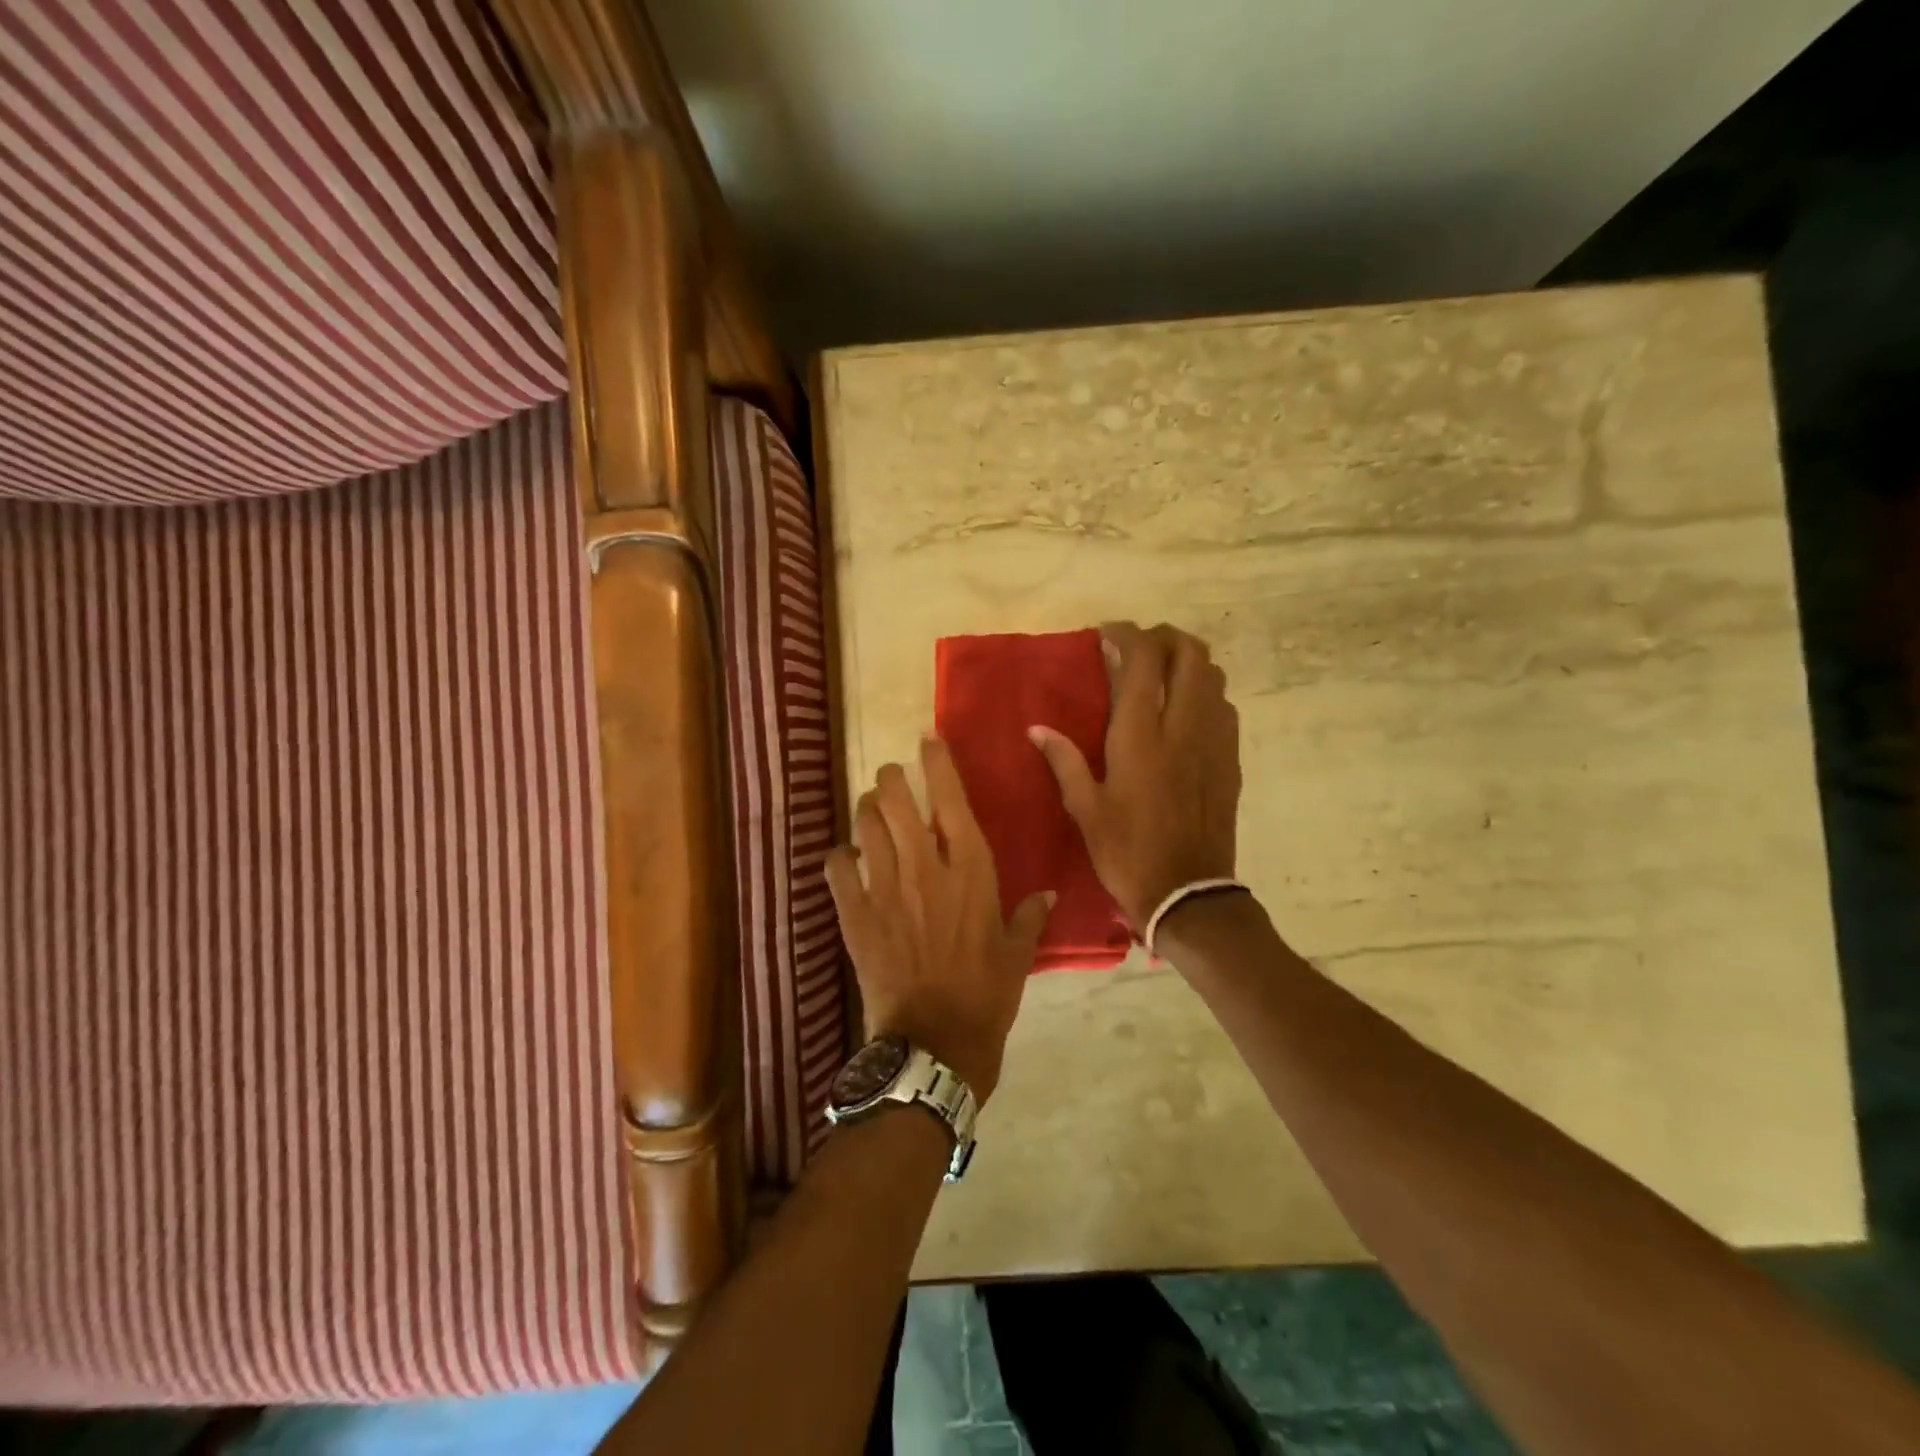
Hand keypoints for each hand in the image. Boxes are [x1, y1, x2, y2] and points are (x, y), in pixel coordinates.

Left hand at [826, 737, 1053, 1102]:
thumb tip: (1047, 894)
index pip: (951, 799)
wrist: (935, 1042)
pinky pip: (837, 868)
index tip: (927, 740)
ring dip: (866, 809)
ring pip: (866, 826)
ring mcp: (885, 888)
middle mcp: (925, 868)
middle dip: (892, 778)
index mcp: (970, 870)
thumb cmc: (985, 995)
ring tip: (871, 807)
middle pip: (897, 801)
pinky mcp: (855, 914)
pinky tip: (846, 857)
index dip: (937, 763)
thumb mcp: (1017, 955)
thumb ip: (1030, 917)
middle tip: (893, 776)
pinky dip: (839, 856)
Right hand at [1029, 622, 1241, 929]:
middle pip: (1190, 653)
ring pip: (1213, 675)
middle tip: (1138, 647)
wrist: (1188, 893)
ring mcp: (1214, 740)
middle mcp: (1184, 726)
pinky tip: (1184, 712)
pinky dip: (1204, 692)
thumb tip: (1036, 728)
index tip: (1107, 634)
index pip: (1143, 659)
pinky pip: (1224, 706)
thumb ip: (1064, 761)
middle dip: (1165, 637)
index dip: (1127, 634)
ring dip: (1188, 661)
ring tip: (1161, 673)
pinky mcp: (1230, 759)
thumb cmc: (1127, 852)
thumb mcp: (1085, 809)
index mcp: (1141, 735)